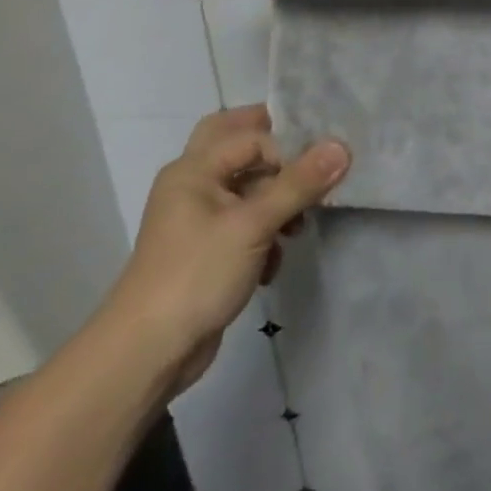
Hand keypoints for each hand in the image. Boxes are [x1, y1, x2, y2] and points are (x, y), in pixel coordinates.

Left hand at [104, 105, 350, 395]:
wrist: (147, 354)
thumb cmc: (196, 275)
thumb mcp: (253, 225)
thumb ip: (300, 184)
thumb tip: (343, 146)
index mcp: (194, 169)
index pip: (253, 136)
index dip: (289, 148)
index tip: (323, 170)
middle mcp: (193, 185)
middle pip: (239, 147)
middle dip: (277, 151)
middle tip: (314, 157)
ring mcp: (199, 219)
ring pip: (247, 187)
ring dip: (278, 198)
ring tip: (301, 222)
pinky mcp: (208, 250)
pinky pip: (246, 223)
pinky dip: (266, 232)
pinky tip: (276, 259)